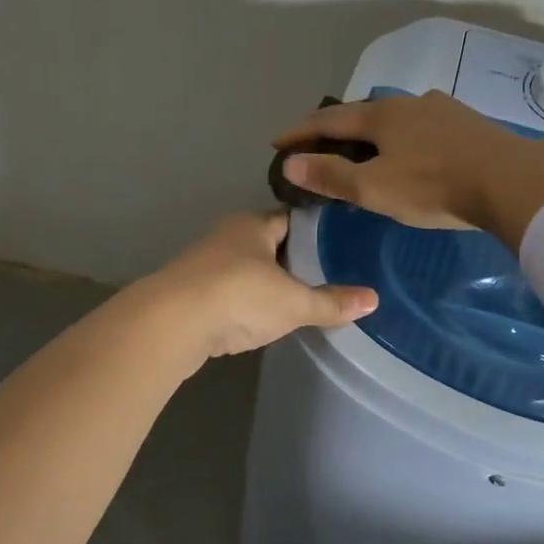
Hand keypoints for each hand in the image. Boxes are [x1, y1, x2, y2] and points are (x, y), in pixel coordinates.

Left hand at [144, 213, 376, 359]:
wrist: (170, 324)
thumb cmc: (239, 296)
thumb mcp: (293, 302)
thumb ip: (331, 302)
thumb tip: (374, 299)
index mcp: (253, 224)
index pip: (292, 219)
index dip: (317, 231)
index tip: (342, 244)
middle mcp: (228, 236)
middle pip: (269, 243)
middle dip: (294, 258)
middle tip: (330, 274)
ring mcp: (206, 264)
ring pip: (247, 268)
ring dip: (268, 282)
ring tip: (301, 298)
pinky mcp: (192, 293)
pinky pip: (230, 292)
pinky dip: (247, 302)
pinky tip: (263, 318)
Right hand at [273, 91, 543, 245]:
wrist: (510, 180)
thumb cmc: (433, 186)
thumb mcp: (374, 188)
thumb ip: (331, 175)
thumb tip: (290, 163)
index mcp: (380, 116)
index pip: (328, 119)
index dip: (300, 132)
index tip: (278, 142)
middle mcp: (408, 103)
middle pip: (362, 112)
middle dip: (336, 128)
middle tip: (319, 145)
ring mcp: (441, 109)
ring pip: (396, 117)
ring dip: (373, 130)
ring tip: (366, 146)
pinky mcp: (467, 122)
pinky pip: (423, 125)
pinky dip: (404, 136)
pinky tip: (414, 148)